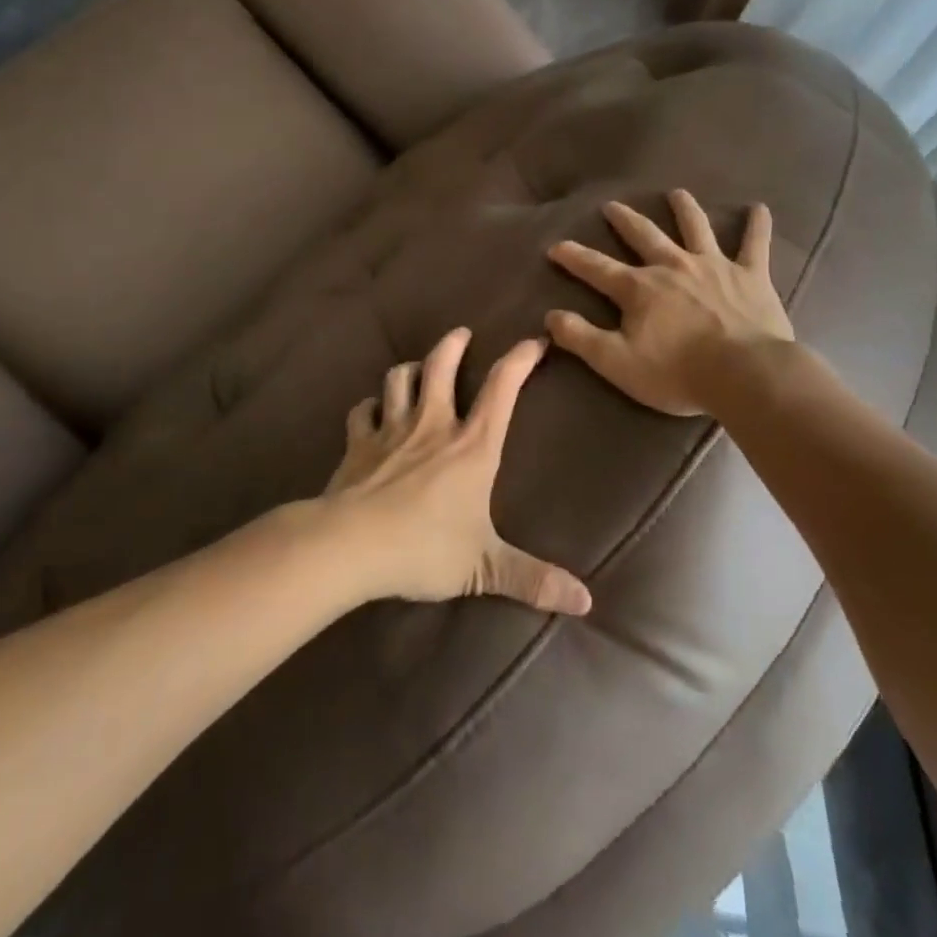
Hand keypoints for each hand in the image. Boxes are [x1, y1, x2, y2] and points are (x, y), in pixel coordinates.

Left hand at [319, 328, 592, 615]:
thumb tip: (586, 602)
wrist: (349, 546)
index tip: (534, 341)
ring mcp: (391, 429)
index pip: (503, 388)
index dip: (520, 359)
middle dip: (454, 345)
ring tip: (417, 367)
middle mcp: (433, 425)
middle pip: (442, 365)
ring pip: (400, 379)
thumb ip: (533, 579)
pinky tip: (372, 410)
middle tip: (462, 334)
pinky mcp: (358, 443)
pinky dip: (369, 406)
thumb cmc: (423, 548)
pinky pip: (362, 411)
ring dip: (410, 368)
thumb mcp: (484, 567)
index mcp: (472, 446)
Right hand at [545, 190, 794, 416]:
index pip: (597, 268)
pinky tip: (759, 208)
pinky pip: (754, 244)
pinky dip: (757, 225)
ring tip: (677, 193)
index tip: (556, 246)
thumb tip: (551, 316)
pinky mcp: (750, 275)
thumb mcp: (616, 362)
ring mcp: (713, 266)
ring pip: (696, 228)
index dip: (574, 257)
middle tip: (612, 206)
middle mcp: (673, 266)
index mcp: (640, 288)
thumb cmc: (677, 372)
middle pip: (644, 236)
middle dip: (625, 221)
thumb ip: (581, 338)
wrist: (744, 374)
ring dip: (684, 209)